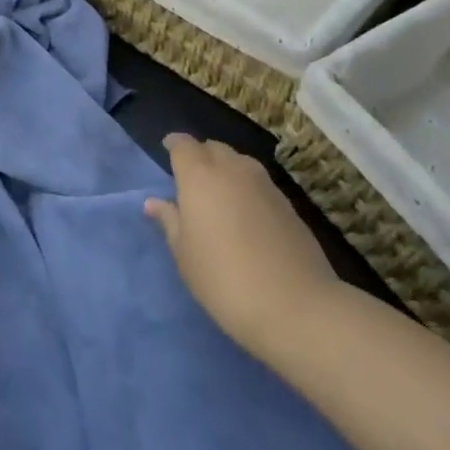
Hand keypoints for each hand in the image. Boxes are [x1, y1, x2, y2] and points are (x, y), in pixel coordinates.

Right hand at [146, 134, 336, 365]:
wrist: (294, 305)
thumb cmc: (223, 278)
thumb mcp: (185, 254)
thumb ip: (169, 221)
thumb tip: (154, 202)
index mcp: (200, 176)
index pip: (184, 145)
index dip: (174, 144)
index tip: (167, 150)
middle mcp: (233, 169)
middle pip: (213, 148)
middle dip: (200, 155)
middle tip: (190, 177)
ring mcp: (264, 184)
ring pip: (238, 161)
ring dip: (225, 168)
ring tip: (217, 194)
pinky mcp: (287, 203)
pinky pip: (258, 182)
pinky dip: (245, 186)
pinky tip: (244, 213)